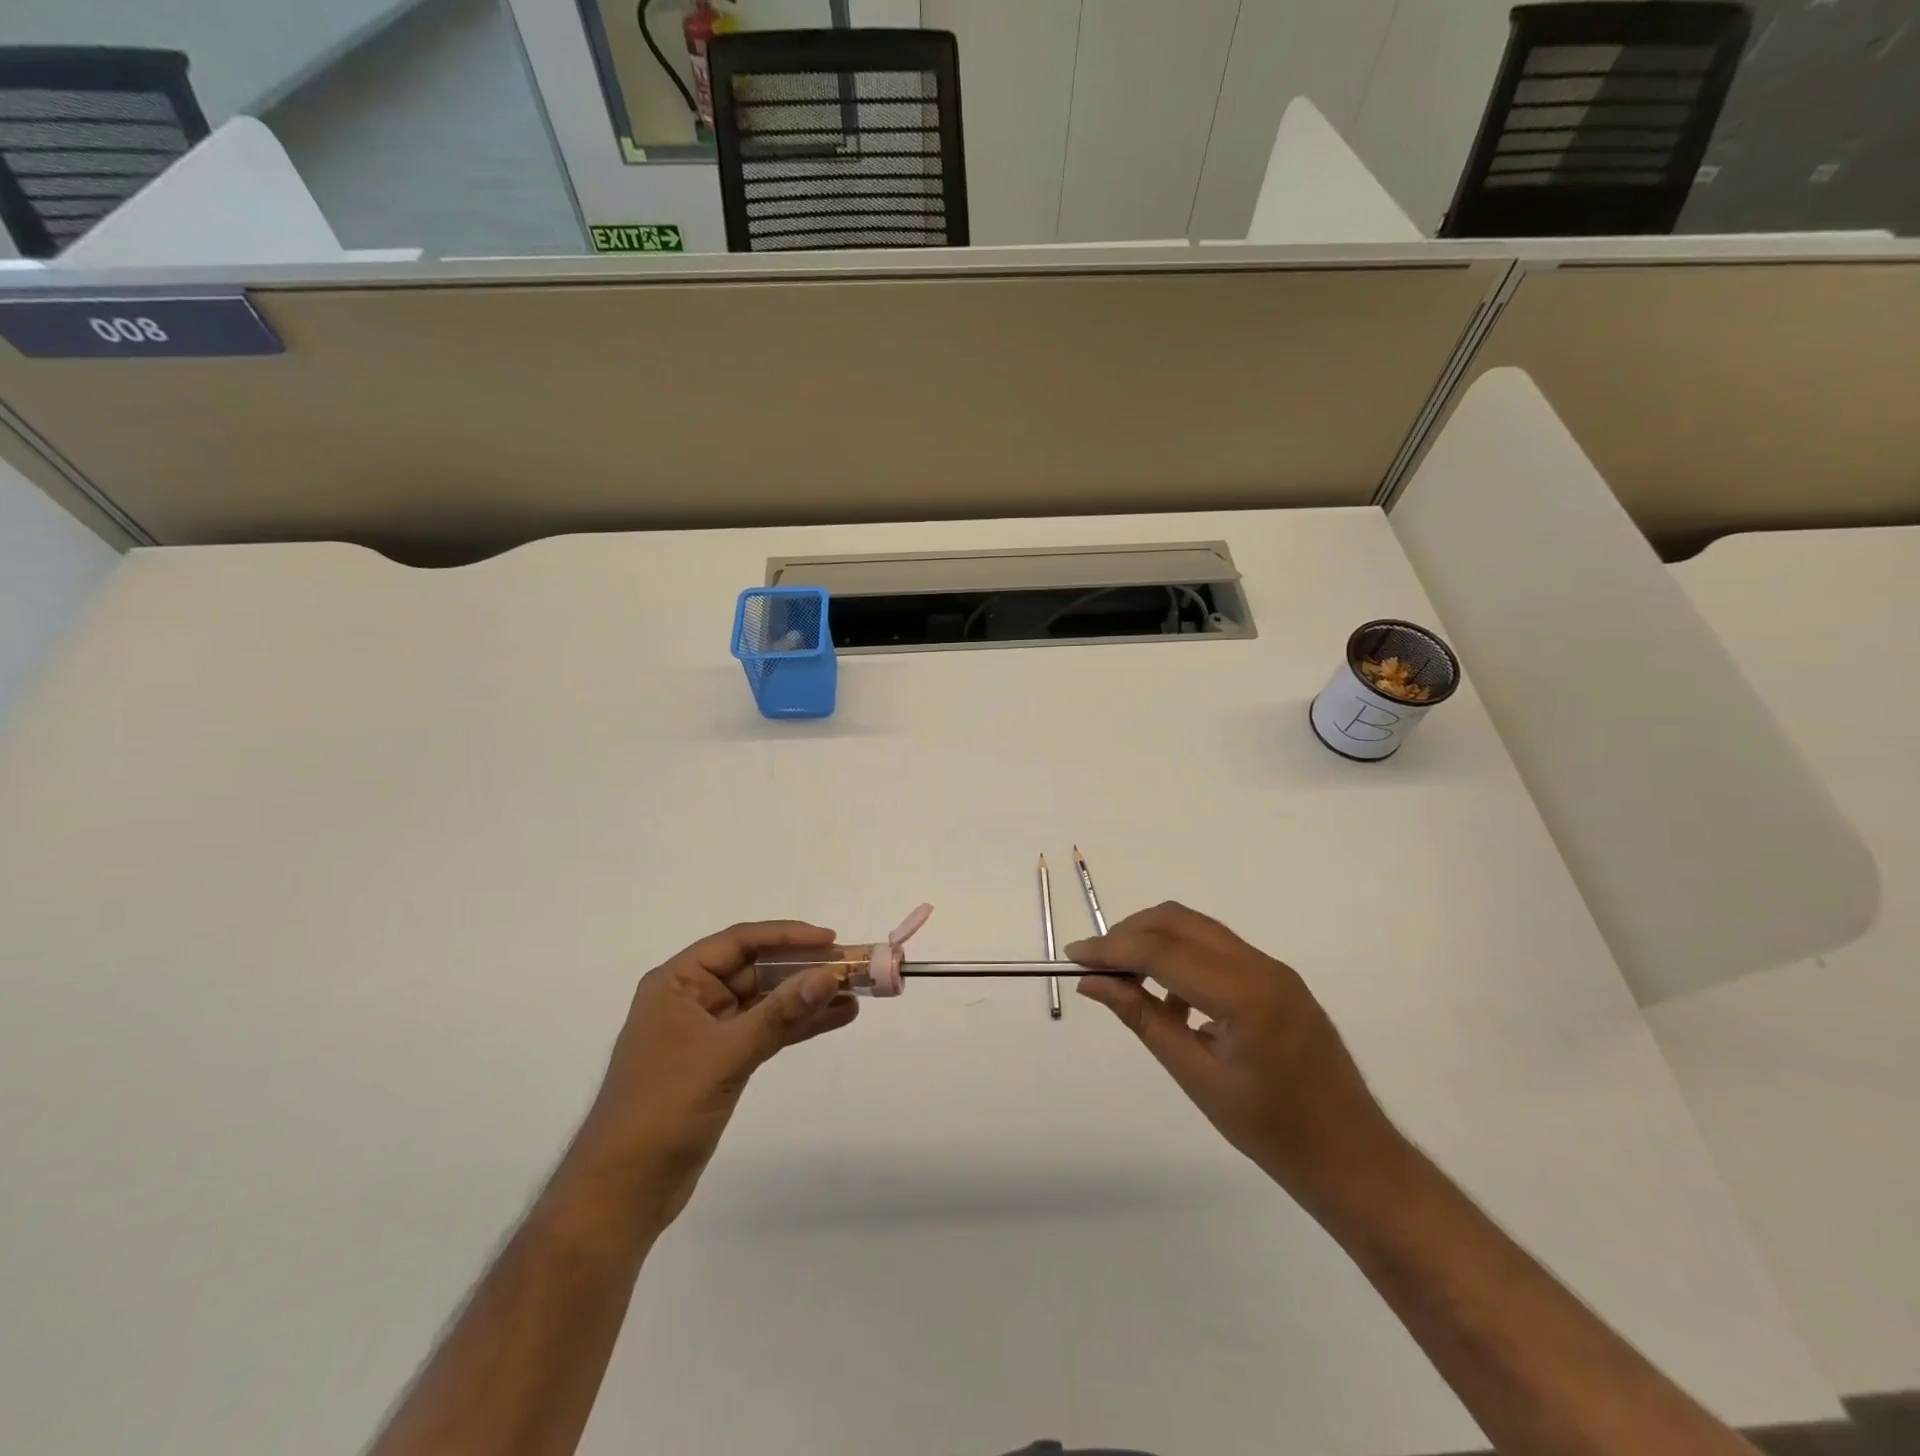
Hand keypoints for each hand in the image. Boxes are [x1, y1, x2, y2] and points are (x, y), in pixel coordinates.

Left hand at [567, 921, 856, 1231]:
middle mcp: (693, 998)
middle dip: (805, 969)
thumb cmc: (663, 1110)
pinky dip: (798, 1026)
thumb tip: (829, 976)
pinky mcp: (722, 1061)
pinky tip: (835, 1019)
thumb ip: (779, 1015)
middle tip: (853, 969)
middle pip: (758, 969)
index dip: (787, 936)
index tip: (831, 941)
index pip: (740, 942)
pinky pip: (767, 1030)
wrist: (622, 1192)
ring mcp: (708, 1031)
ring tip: (856, 994)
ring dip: (808, 998)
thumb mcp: (725, 1055)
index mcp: (678, 982)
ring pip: (767, 1001)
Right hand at [1068, 903, 1400, 1204]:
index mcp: (1245, 995)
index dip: (1112, 948)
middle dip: (1130, 934)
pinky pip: (1217, 949)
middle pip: (1179, 922)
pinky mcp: (1278, 978)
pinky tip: (1170, 999)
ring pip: (1198, 929)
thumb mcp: (1196, 1077)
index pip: (1163, 951)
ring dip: (1154, 941)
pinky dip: (1182, 956)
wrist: (1353, 1158)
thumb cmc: (1273, 1132)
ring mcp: (1274, 969)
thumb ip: (1143, 1019)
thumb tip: (1093, 983)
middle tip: (1096, 966)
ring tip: (1125, 980)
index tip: (1073, 957)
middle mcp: (1261, 966)